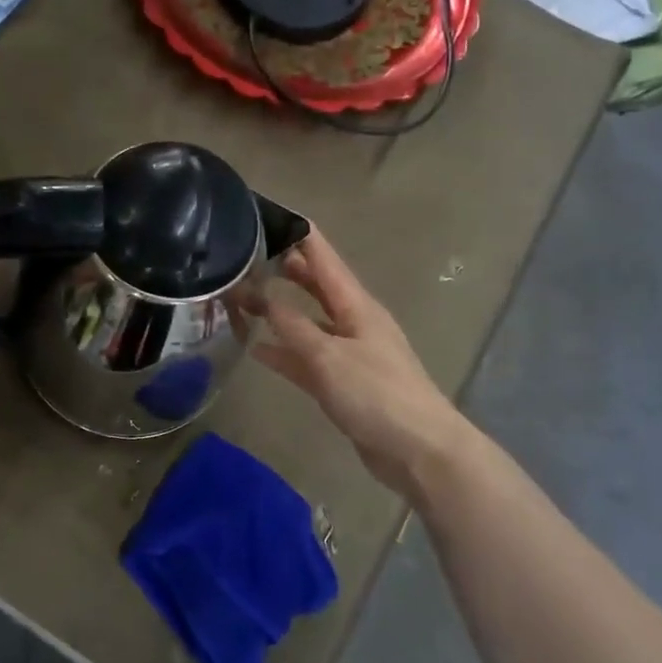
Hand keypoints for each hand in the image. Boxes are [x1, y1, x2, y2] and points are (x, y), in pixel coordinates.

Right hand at [250, 227, 464, 495]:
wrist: (418, 450)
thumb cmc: (376, 394)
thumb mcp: (328, 356)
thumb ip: (293, 326)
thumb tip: (263, 297)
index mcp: (356, 305)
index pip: (324, 258)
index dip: (300, 235)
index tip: (271, 213)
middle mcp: (353, 322)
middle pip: (316, 287)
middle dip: (285, 269)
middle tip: (247, 254)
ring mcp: (348, 353)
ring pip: (307, 322)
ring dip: (279, 311)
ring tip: (243, 298)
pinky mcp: (343, 383)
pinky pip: (307, 358)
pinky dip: (284, 352)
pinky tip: (257, 349)